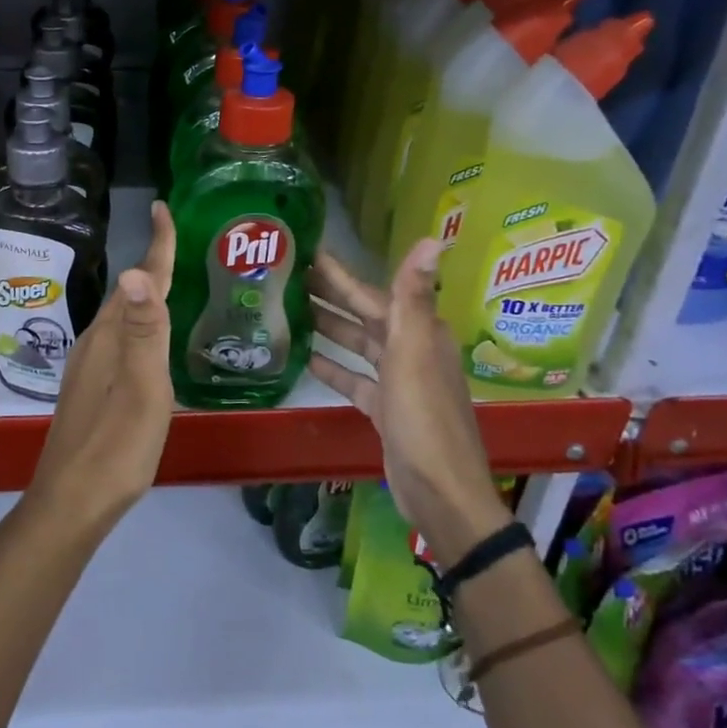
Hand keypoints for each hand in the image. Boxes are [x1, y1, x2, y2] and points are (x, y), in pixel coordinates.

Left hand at [25, 200, 176, 530]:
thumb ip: (143, 332)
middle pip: (127, 294)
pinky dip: (138, 324)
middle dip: (152, 263)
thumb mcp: (141, 390)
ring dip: (144, 294)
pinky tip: (148, 340)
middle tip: (179, 241)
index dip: (155, 245)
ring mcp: (88, 367)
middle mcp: (95, 344)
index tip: (162, 207)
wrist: (72, 502)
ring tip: (170, 281)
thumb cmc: (115, 447)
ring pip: (120, 317)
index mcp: (109, 339)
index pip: (136, 281)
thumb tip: (135, 270)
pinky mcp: (90, 389)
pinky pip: (119, 340)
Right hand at [307, 239, 510, 559]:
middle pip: (363, 315)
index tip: (308, 251)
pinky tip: (305, 358)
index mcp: (418, 332)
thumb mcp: (414, 352)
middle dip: (329, 295)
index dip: (341, 273)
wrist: (440, 490)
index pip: (372, 293)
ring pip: (357, 345)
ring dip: (328, 327)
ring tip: (289, 310)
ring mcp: (398, 381)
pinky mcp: (385, 409)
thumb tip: (436, 237)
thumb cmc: (424, 417)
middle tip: (286, 276)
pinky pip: (355, 379)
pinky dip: (333, 368)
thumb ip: (413, 296)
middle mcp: (410, 350)